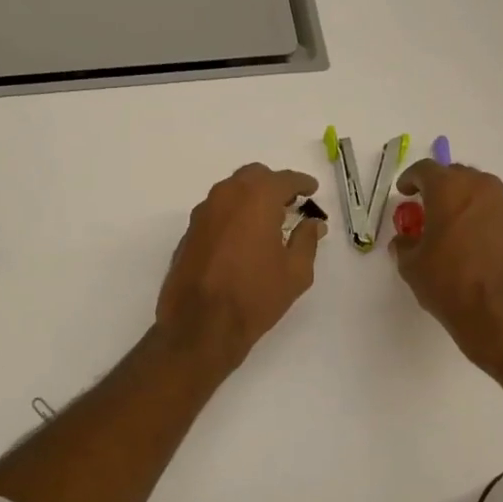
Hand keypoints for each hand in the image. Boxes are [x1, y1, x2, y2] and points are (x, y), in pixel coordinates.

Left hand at [156, 163, 325, 370]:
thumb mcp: (296, 272)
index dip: (302, 183)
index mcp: (256, 198)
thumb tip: (313, 224)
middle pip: (254, 177)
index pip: (284, 179)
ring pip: (231, 191)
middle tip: (290, 204)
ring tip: (268, 221)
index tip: (312, 190)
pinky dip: (233, 215)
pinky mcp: (189, 232)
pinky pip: (217, 212)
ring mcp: (202, 213)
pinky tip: (243, 238)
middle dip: (274, 185)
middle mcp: (226, 196)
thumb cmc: (255, 296)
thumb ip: (307, 240)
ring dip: (251, 198)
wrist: (201, 324)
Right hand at [391, 160, 502, 373]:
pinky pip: (494, 214)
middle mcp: (482, 189)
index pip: (426, 170)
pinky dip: (479, 220)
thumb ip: (405, 245)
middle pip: (456, 176)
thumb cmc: (449, 283)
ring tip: (449, 228)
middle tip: (426, 209)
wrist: (501, 314)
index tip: (404, 192)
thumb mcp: (412, 266)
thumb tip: (406, 241)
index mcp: (450, 189)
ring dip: (462, 203)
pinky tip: (471, 245)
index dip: (411, 178)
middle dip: (439, 188)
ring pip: (478, 194)